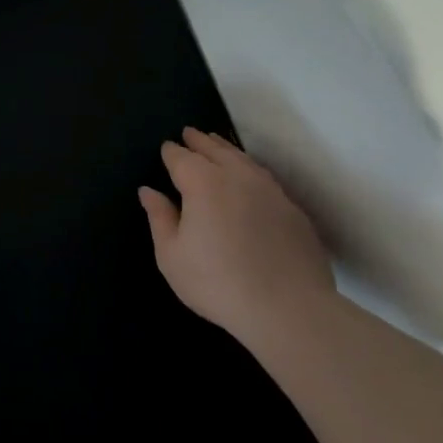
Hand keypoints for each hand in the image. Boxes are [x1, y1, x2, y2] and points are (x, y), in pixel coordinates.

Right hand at [137, 127, 332, 330]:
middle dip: (200, 141)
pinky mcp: (293, 212)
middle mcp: (238, 177)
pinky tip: (249, 179)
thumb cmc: (217, 282)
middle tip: (190, 133)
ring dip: (227, 150)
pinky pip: (266, 179)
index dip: (171, 152)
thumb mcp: (171, 255)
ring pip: (245, 160)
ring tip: (218, 144)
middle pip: (215, 150)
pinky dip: (251, 170)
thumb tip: (149, 191)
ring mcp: (271, 192)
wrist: (288, 309)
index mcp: (203, 183)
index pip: (181, 158)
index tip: (166, 148)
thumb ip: (160, 218)